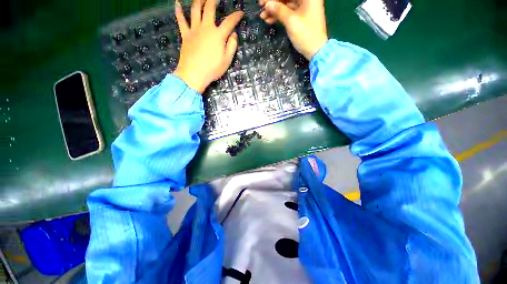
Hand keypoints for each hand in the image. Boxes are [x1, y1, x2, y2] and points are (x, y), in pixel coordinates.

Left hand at [173, 0, 243, 92]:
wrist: (194, 74)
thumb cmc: (212, 69)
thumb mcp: (227, 60)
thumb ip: (232, 46)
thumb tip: (234, 34)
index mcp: (218, 35)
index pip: (229, 22)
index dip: (236, 16)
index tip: (240, 13)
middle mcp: (206, 28)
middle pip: (209, 8)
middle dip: (214, 0)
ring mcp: (194, 30)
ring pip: (195, 9)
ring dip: (199, 0)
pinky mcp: (185, 34)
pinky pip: (181, 20)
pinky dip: (178, 11)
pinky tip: (177, 3)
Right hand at [259, 0, 327, 59]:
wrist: (315, 50)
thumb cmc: (305, 34)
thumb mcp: (291, 21)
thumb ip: (279, 10)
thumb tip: (267, 4)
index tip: (262, 2)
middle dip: (273, 3)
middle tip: (261, 8)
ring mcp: (304, 8)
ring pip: (286, 5)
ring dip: (274, 11)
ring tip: (263, 17)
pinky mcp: (301, 17)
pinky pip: (288, 13)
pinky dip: (279, 16)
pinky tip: (270, 20)